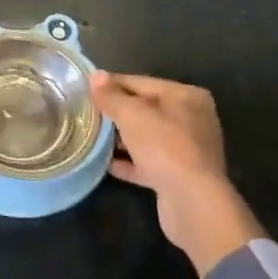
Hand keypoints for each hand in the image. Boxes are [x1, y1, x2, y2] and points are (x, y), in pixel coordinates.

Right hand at [90, 71, 265, 275]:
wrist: (192, 202)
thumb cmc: (164, 146)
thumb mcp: (132, 114)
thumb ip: (112, 95)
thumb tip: (96, 76)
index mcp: (186, 96)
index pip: (141, 82)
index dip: (112, 84)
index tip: (85, 88)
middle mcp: (191, 120)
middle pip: (145, 110)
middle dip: (116, 112)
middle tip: (86, 114)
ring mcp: (187, 151)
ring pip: (146, 138)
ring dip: (121, 138)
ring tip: (91, 137)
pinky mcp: (179, 177)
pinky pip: (148, 163)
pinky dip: (129, 162)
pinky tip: (105, 164)